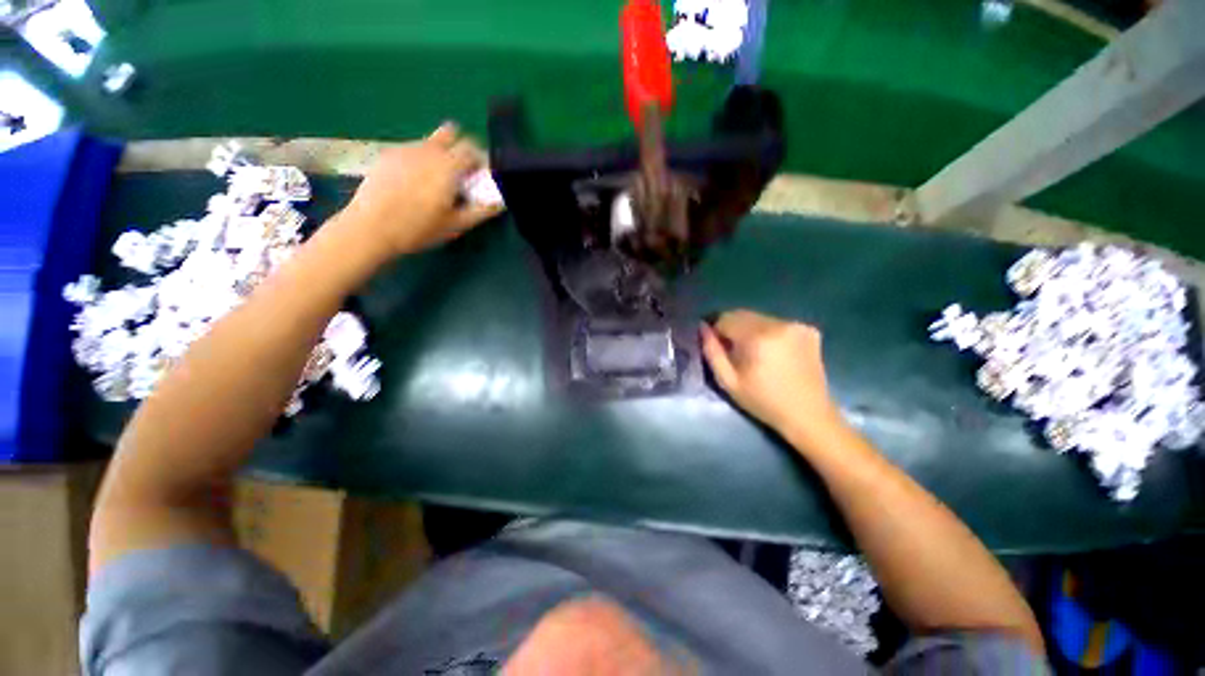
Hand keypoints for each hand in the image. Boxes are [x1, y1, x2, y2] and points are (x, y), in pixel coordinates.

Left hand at [342, 123, 502, 255]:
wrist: (371, 228)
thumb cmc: (419, 229)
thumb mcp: (457, 225)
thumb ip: (482, 210)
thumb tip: (501, 201)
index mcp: (448, 166)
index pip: (472, 147)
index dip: (480, 159)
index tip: (481, 176)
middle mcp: (428, 150)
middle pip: (451, 134)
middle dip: (461, 150)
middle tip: (461, 175)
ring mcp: (405, 149)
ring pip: (431, 141)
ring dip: (442, 155)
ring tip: (437, 182)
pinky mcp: (388, 155)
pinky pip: (414, 149)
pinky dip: (422, 159)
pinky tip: (415, 183)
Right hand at [701, 310, 843, 439]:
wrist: (808, 415)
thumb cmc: (763, 401)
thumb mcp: (728, 381)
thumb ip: (712, 351)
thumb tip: (703, 328)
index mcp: (758, 337)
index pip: (725, 318)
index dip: (716, 331)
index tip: (718, 347)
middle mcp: (778, 324)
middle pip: (742, 315)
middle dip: (733, 329)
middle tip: (734, 352)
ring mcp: (796, 325)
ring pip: (759, 318)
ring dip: (750, 330)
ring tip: (754, 353)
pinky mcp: (808, 330)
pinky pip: (776, 323)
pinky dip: (768, 333)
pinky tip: (773, 352)